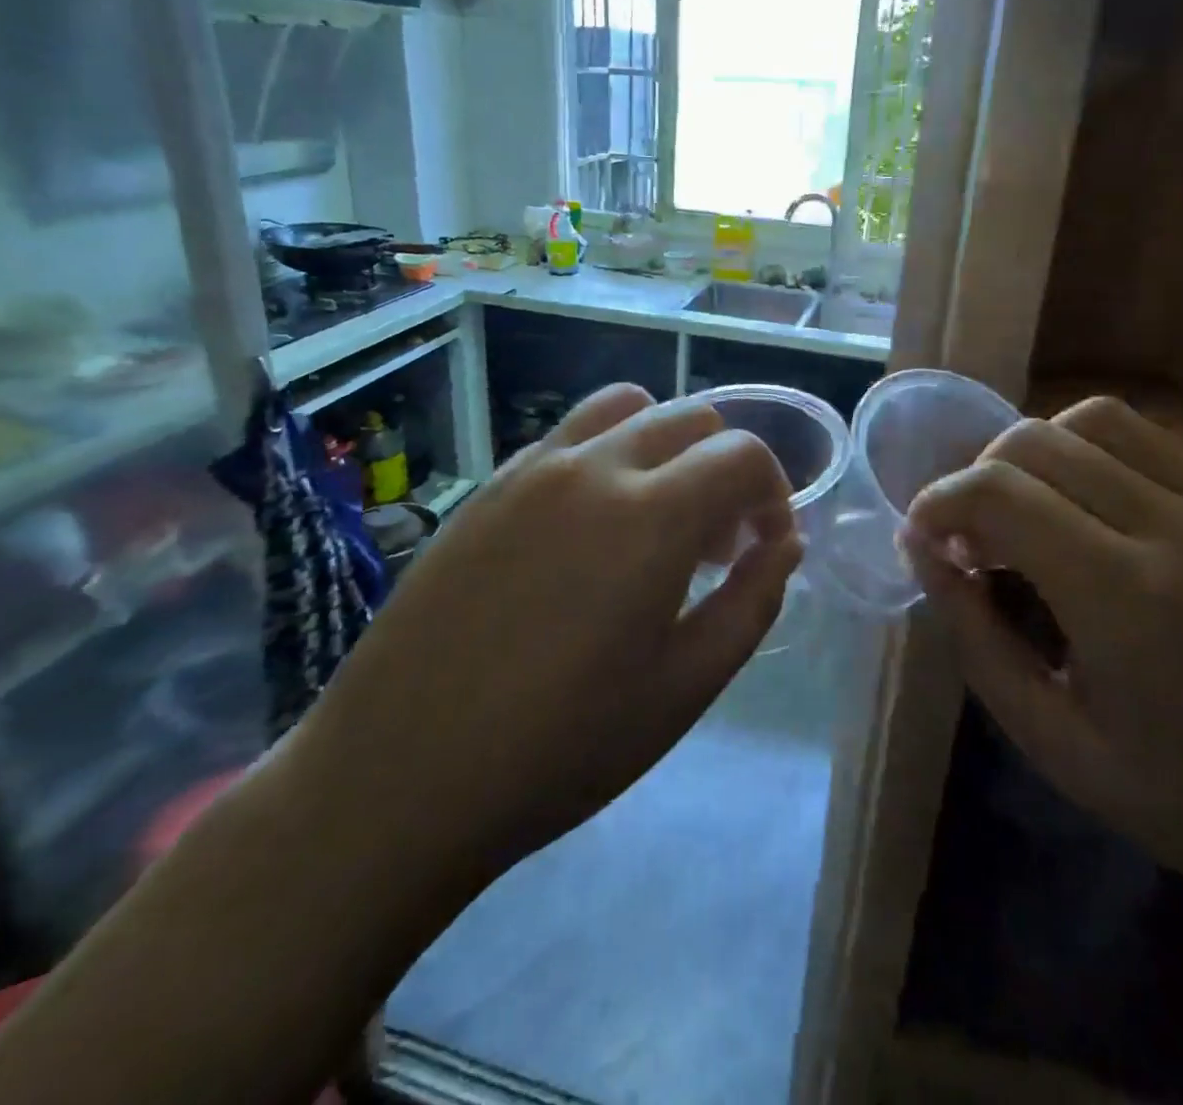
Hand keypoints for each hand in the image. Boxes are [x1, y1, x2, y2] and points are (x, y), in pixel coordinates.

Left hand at [297, 383, 801, 879]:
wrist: (399, 775)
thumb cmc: (561, 746)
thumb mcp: (686, 688)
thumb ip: (752, 602)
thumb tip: (783, 544)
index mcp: (650, 513)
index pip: (742, 454)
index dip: (773, 493)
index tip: (766, 548)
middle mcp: (592, 465)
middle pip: (690, 417)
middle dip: (724, 468)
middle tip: (717, 545)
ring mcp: (531, 468)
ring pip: (625, 408)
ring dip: (664, 446)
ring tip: (655, 519)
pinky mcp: (487, 485)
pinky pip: (567, 438)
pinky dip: (606, 456)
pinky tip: (586, 531)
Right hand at [903, 396, 1182, 912]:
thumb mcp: (1048, 737)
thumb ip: (973, 633)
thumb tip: (922, 550)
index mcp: (1126, 599)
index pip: (998, 493)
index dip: (937, 503)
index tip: (922, 541)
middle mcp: (1177, 529)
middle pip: (1035, 442)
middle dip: (976, 479)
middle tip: (972, 542)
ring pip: (1091, 420)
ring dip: (1033, 456)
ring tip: (1026, 516)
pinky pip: (1145, 438)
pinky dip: (1089, 453)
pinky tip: (1085, 510)